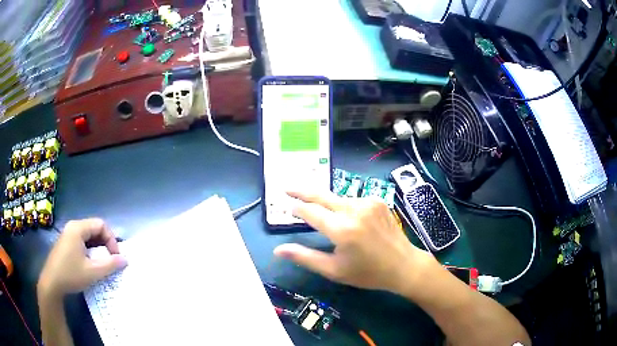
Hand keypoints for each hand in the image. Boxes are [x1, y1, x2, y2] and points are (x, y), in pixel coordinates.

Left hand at [38, 219, 126, 298]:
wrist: (52, 283)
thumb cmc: (71, 275)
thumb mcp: (92, 272)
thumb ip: (110, 265)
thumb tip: (125, 260)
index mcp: (78, 228)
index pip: (101, 225)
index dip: (111, 239)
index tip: (116, 257)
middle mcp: (72, 227)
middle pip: (94, 228)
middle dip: (105, 244)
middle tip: (111, 260)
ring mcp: (68, 234)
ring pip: (88, 236)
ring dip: (98, 248)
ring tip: (102, 263)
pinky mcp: (66, 243)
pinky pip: (82, 241)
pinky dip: (90, 250)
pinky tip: (91, 263)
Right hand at [274, 191, 434, 293]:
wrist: (403, 265)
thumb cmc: (366, 273)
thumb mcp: (333, 270)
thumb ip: (304, 257)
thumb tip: (277, 250)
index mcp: (342, 229)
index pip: (310, 212)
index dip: (297, 208)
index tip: (289, 207)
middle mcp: (354, 210)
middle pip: (321, 195)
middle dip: (302, 191)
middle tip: (287, 188)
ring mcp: (368, 202)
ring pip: (338, 198)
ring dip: (327, 204)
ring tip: (324, 216)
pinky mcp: (378, 200)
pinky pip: (353, 200)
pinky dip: (345, 207)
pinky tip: (350, 220)